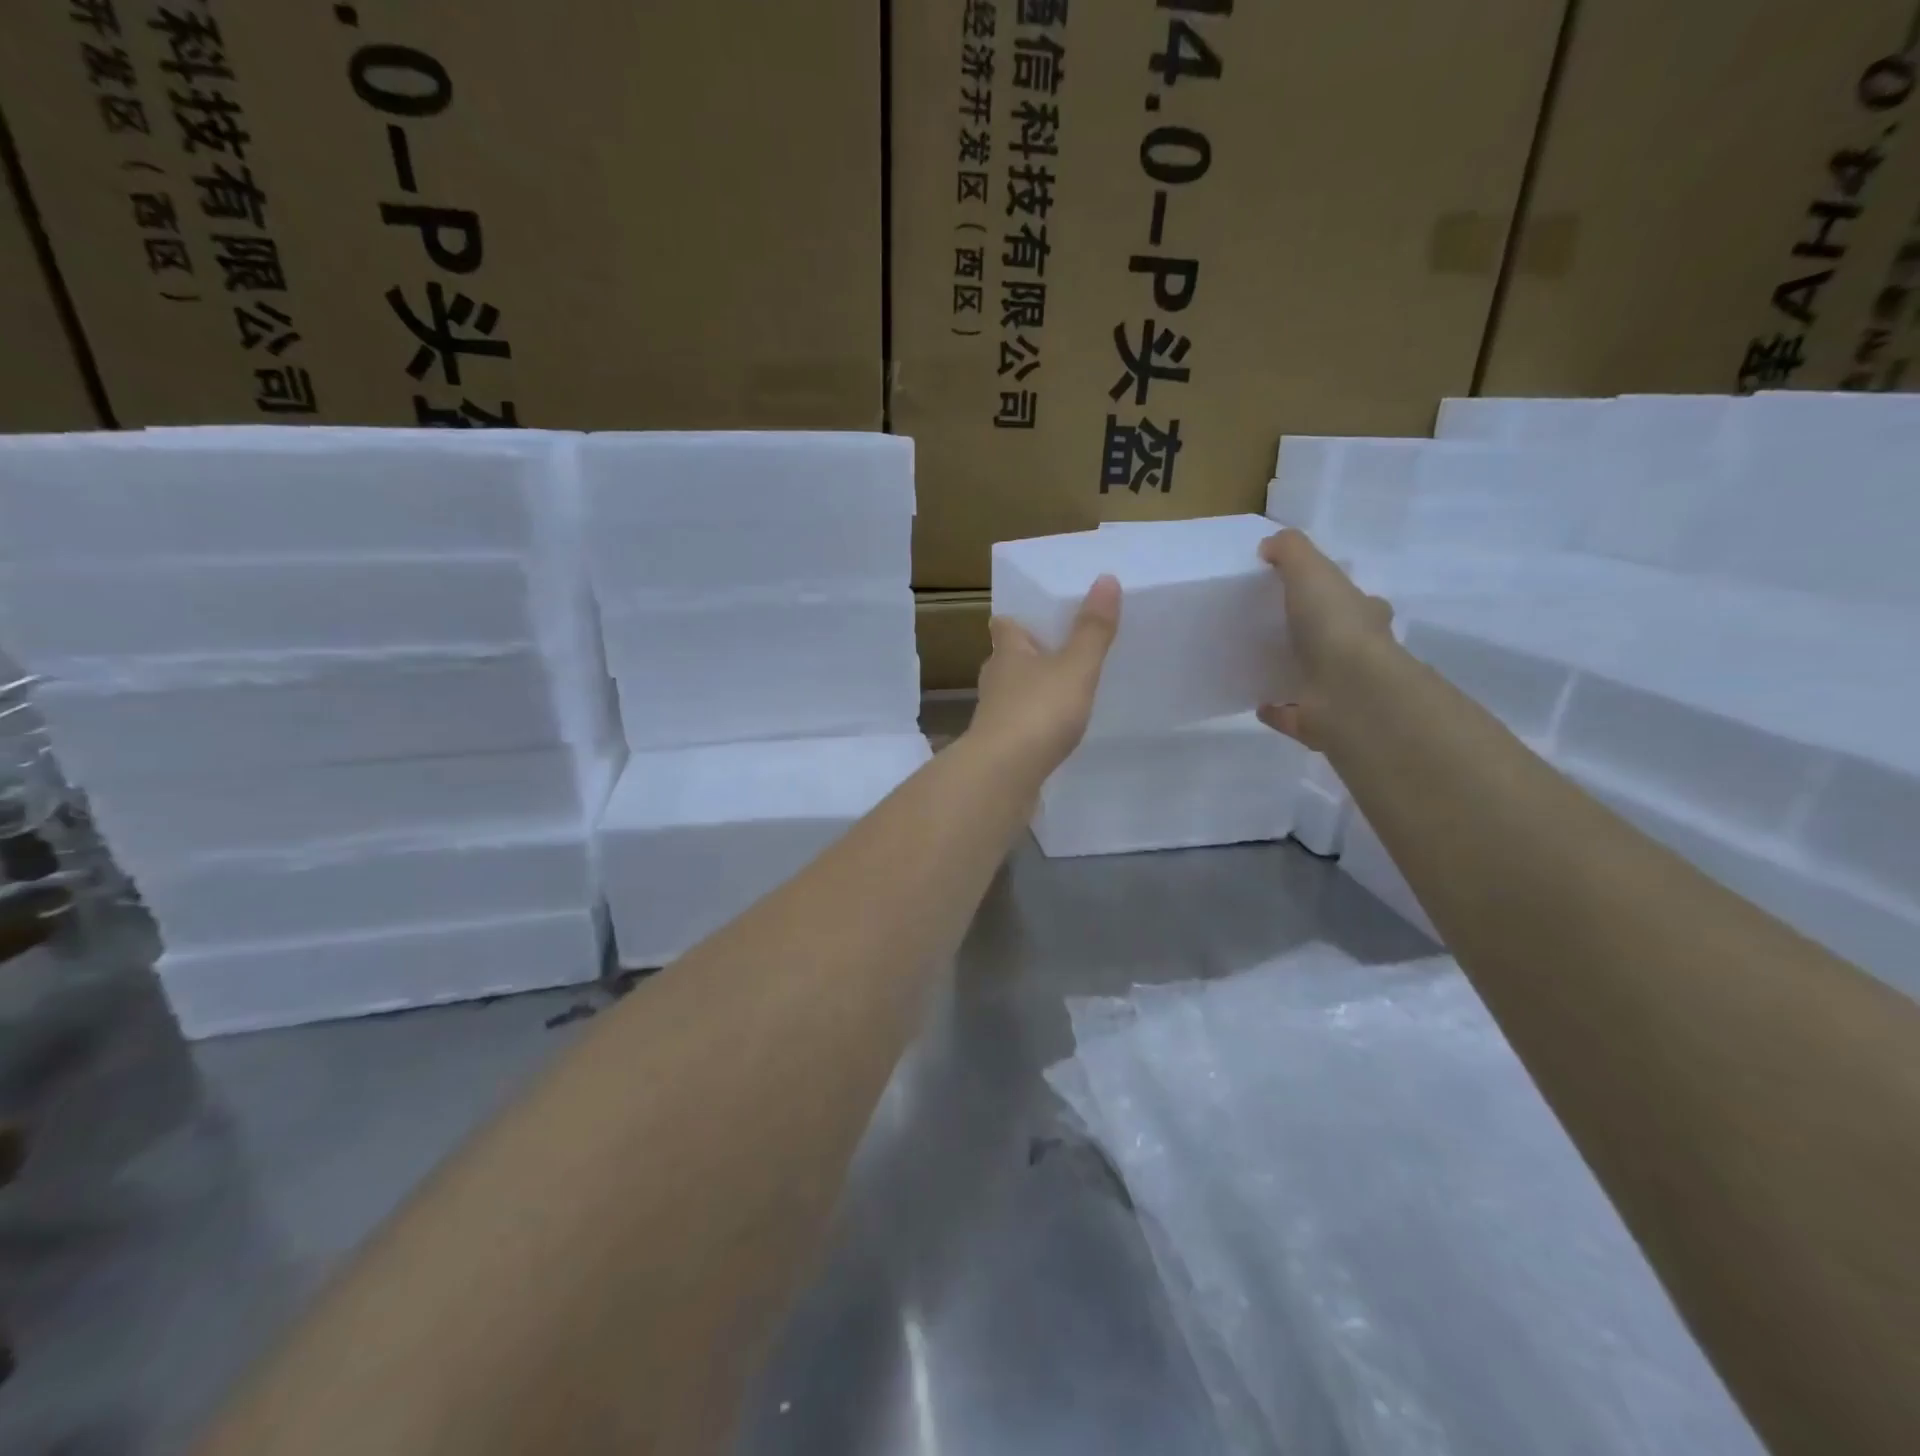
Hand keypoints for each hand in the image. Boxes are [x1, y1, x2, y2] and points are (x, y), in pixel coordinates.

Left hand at [968, 575, 1120, 780]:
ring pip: (1011, 693)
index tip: (1034, 616)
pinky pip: (1018, 726)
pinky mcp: (999, 747)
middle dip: (1027, 655)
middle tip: (1057, 652)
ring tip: (1060, 691)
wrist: (1004, 774)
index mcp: (1007, 653)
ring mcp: (993, 716)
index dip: (1016, 618)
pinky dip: (1032, 724)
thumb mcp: (1075, 667)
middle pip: (1007, 659)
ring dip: (1030, 690)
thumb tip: (1106, 578)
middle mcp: (994, 680)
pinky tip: (1051, 732)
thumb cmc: (1038, 711)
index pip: (1003, 625)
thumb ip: (1092, 629)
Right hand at [1256, 529, 1394, 750]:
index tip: (1310, 595)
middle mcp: (1359, 656)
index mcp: (1364, 619)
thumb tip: (1270, 544)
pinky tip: (1258, 704)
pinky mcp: (1319, 724)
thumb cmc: (1335, 626)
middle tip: (1281, 632)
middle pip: (1338, 642)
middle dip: (1317, 637)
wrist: (1349, 692)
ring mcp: (1341, 693)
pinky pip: (1293, 716)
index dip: (1337, 597)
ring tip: (1261, 666)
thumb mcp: (1312, 572)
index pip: (1357, 603)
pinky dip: (1277, 711)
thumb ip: (1291, 552)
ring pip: (1316, 679)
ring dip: (1295, 673)